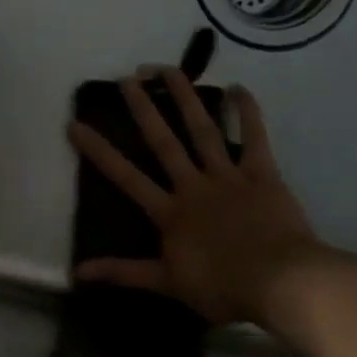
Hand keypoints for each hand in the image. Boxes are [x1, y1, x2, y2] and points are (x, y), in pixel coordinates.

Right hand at [67, 70, 325, 325]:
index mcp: (169, 212)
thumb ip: (123, 273)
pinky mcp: (262, 174)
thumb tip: (78, 272)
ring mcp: (228, 176)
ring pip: (202, 130)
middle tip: (127, 79)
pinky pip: (254, 138)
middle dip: (143, 109)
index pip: (125, 177)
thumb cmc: (222, 287)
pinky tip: (238, 88)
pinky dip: (247, 112)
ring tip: (168, 69)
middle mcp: (193, 185)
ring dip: (185, 98)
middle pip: (163, 142)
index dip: (98, 150)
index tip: (75, 124)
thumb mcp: (167, 284)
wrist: (280, 282)